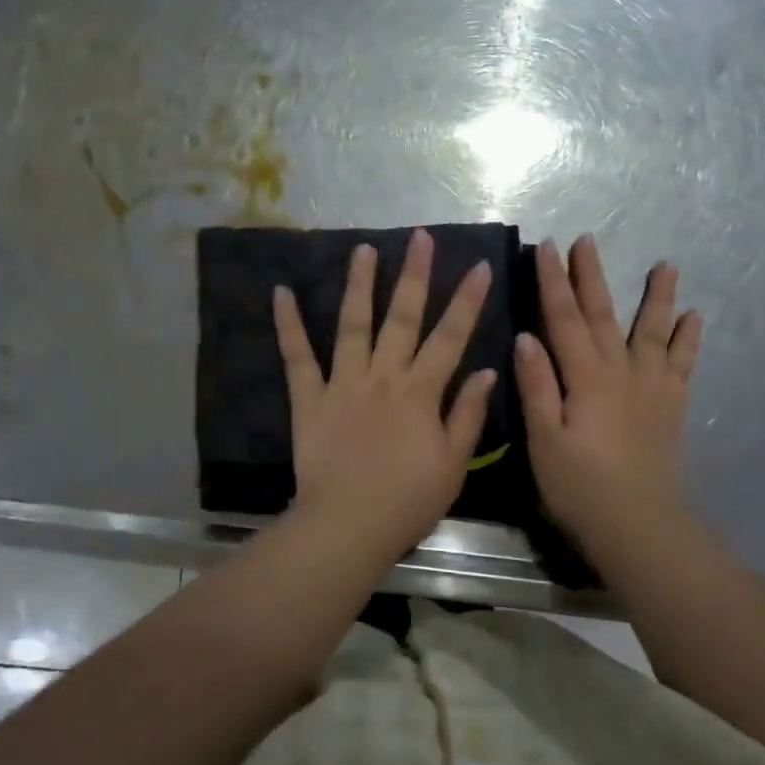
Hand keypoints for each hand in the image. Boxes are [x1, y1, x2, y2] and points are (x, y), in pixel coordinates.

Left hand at [274, 229, 497, 557]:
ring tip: (362, 249)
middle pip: (402, 318)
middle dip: (414, 275)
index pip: (450, 337)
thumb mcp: (453, 464)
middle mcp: (383, 377)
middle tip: (420, 237)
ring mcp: (343, 384)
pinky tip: (280, 293)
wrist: (348, 526)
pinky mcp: (309, 399)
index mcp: (421, 393)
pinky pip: (297, 358)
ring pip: (353, 325)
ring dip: (359, 285)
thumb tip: (484, 370)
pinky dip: (288, 326)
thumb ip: (467, 414)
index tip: (478, 265)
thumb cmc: (407, 501)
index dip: (467, 301)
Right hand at [515, 235, 701, 546]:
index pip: (564, 319)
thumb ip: (537, 387)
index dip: (553, 282)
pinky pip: (682, 364)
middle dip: (592, 276)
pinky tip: (693, 317)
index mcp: (585, 378)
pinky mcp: (670, 407)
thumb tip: (527, 336)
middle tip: (587, 239)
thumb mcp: (544, 440)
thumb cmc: (579, 487)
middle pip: (603, 315)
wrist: (638, 525)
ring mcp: (651, 388)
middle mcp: (621, 372)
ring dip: (656, 296)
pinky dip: (688, 339)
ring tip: (666, 265)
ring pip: (652, 331)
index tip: (546, 247)